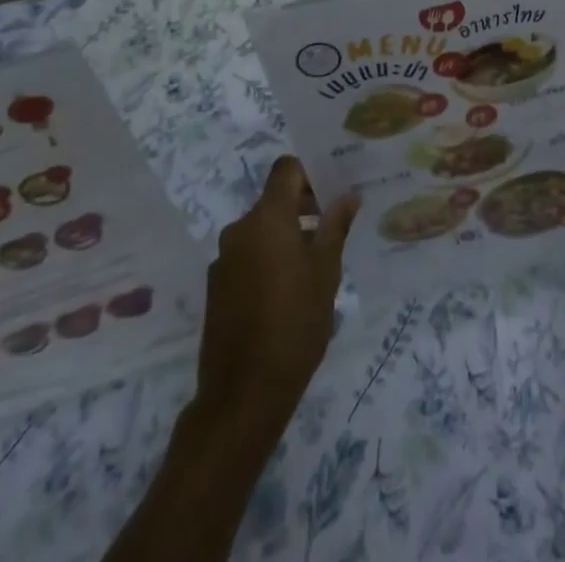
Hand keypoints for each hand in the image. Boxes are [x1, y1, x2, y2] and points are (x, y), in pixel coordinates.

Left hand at [196, 156, 357, 428]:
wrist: (243, 394)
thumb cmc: (295, 323)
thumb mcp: (326, 272)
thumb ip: (336, 227)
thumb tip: (348, 195)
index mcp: (267, 218)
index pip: (286, 169)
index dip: (309, 172)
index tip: (332, 191)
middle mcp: (239, 230)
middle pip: (273, 200)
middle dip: (303, 206)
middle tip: (333, 226)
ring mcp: (223, 259)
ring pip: (261, 229)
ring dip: (286, 234)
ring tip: (315, 263)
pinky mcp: (216, 287)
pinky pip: (247, 255)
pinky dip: (267, 258)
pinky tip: (288, 290)